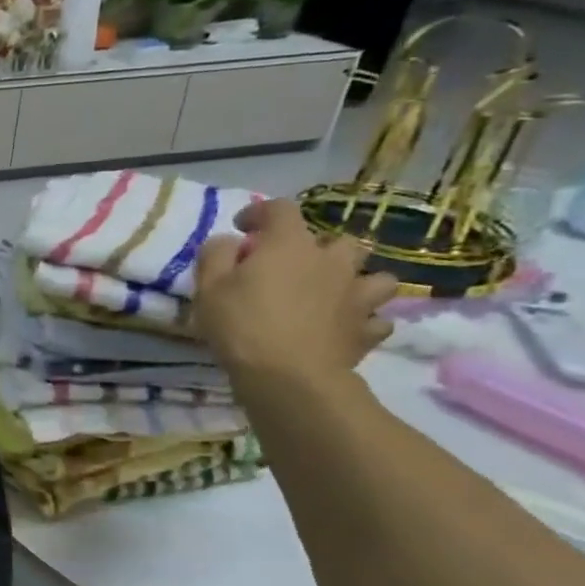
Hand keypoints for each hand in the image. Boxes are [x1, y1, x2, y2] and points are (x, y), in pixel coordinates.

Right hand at [193, 199, 398, 390]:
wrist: (287, 376)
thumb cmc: (241, 325)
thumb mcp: (208, 287)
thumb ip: (216, 254)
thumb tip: (229, 241)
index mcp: (290, 245)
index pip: (280, 209)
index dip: (260, 213)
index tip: (242, 227)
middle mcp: (332, 261)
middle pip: (338, 240)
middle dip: (318, 249)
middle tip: (294, 268)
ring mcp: (357, 295)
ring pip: (376, 276)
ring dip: (357, 281)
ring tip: (335, 295)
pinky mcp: (367, 329)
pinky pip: (377, 319)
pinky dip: (364, 321)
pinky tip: (346, 328)